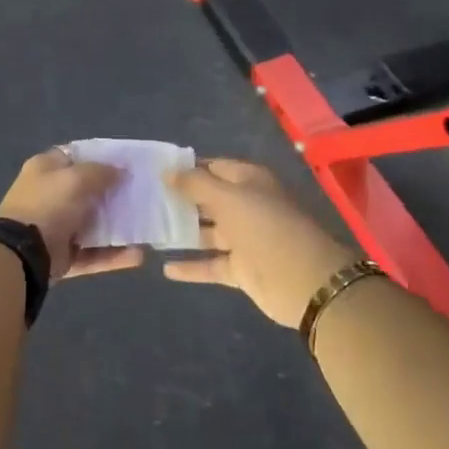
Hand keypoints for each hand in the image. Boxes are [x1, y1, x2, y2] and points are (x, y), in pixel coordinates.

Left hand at [0, 149, 138, 279]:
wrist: (22, 254)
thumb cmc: (48, 204)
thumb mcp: (76, 178)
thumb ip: (101, 172)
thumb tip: (121, 170)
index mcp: (46, 169)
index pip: (76, 156)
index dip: (101, 157)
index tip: (127, 162)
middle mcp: (50, 195)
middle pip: (88, 191)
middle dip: (114, 193)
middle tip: (143, 194)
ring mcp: (57, 227)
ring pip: (93, 224)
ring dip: (118, 226)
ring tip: (146, 225)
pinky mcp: (63, 256)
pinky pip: (94, 254)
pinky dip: (114, 255)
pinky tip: (138, 255)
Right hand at [164, 160, 357, 326]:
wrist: (304, 281)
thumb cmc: (265, 227)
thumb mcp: (227, 197)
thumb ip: (195, 184)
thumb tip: (167, 170)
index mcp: (248, 181)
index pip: (212, 167)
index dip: (186, 168)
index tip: (155, 172)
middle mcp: (246, 205)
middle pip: (208, 199)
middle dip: (180, 199)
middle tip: (144, 200)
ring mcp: (244, 239)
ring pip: (207, 232)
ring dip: (182, 232)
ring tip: (148, 230)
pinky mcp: (242, 269)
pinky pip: (211, 264)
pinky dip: (191, 267)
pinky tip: (165, 268)